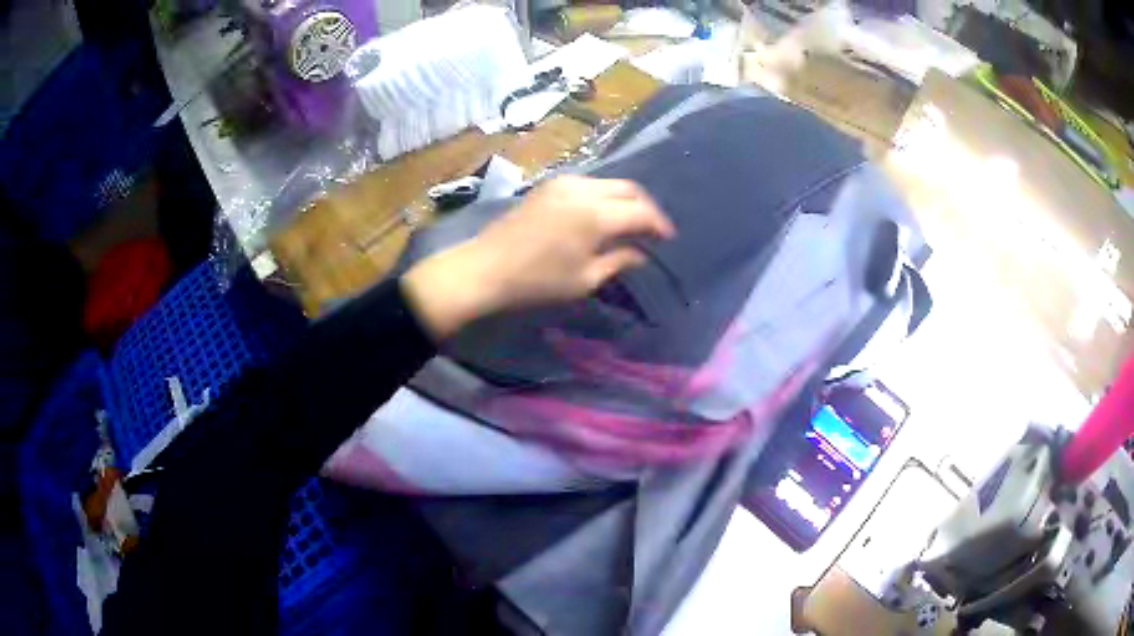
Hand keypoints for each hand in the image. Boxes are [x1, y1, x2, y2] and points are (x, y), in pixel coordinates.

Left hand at [402, 175, 673, 338]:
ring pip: (609, 183)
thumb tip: (640, 254)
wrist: (485, 268)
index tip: (667, 239)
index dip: (659, 224)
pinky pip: (589, 184)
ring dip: (624, 200)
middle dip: (645, 208)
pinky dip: (604, 196)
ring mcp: (564, 183)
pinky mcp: (549, 185)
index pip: (641, 211)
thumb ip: (618, 261)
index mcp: (596, 214)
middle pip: (629, 189)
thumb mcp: (584, 279)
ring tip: (629, 223)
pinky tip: (602, 216)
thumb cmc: (537, 281)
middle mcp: (584, 189)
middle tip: (651, 230)